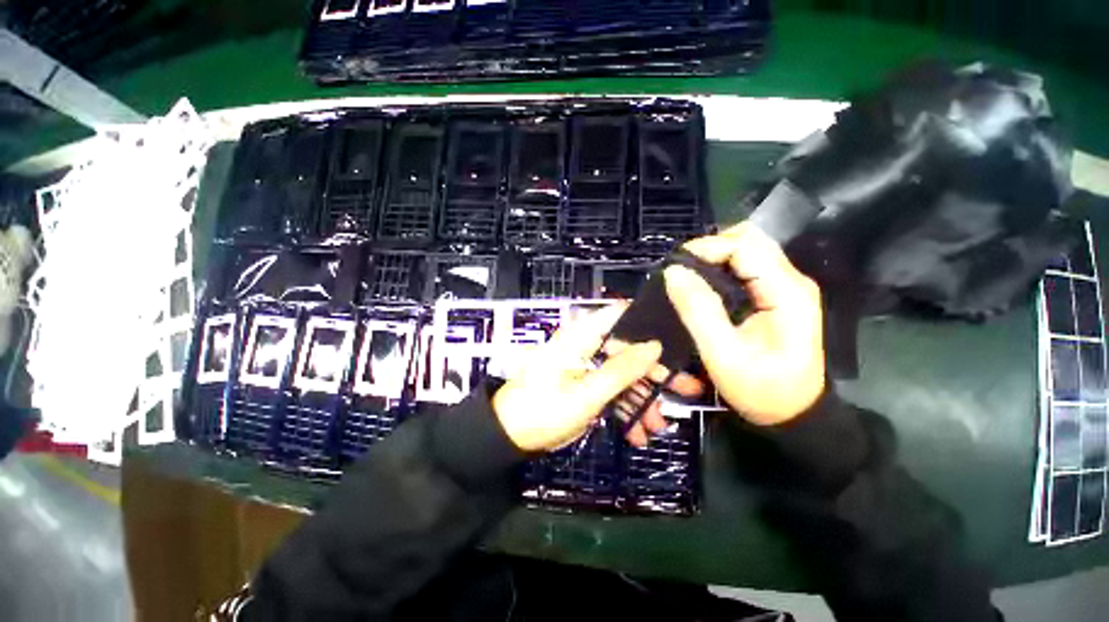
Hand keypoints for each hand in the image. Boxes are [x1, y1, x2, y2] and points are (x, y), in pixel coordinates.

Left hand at [492, 305, 698, 450]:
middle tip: (688, 390)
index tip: (679, 336)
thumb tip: (655, 345)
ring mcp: (586, 366)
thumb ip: (622, 369)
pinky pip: (611, 391)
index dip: (649, 321)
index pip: (620, 315)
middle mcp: (586, 345)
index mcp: (582, 337)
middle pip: (628, 350)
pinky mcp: (584, 384)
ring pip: (623, 374)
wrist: (509, 436)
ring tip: (657, 428)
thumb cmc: (544, 410)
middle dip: (656, 373)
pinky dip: (624, 410)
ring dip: (642, 400)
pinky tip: (637, 434)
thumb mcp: (587, 394)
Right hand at [664, 223, 824, 425]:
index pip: (745, 248)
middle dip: (710, 248)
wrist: (792, 414)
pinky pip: (746, 268)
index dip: (706, 248)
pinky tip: (702, 284)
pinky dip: (720, 268)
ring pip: (747, 251)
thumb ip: (698, 310)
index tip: (674, 265)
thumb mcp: (722, 354)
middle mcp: (791, 281)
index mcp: (787, 293)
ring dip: (714, 257)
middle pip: (750, 241)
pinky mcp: (776, 296)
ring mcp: (786, 287)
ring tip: (686, 276)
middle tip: (680, 269)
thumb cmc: (760, 390)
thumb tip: (673, 272)